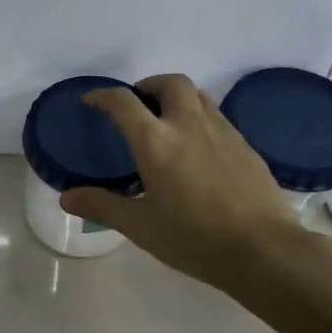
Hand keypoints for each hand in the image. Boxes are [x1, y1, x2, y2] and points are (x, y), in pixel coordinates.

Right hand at [59, 73, 317, 292]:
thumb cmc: (195, 239)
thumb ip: (102, 207)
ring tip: (166, 123)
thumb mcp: (141, 227)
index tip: (91, 101)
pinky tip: (197, 149)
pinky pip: (217, 116)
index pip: (123, 103)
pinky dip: (199, 118)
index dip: (103, 96)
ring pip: (198, 95)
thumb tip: (66, 198)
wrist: (265, 250)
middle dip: (149, 85)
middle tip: (138, 106)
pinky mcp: (246, 145)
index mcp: (156, 142)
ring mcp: (222, 131)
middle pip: (170, 83)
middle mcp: (188, 125)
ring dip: (176, 98)